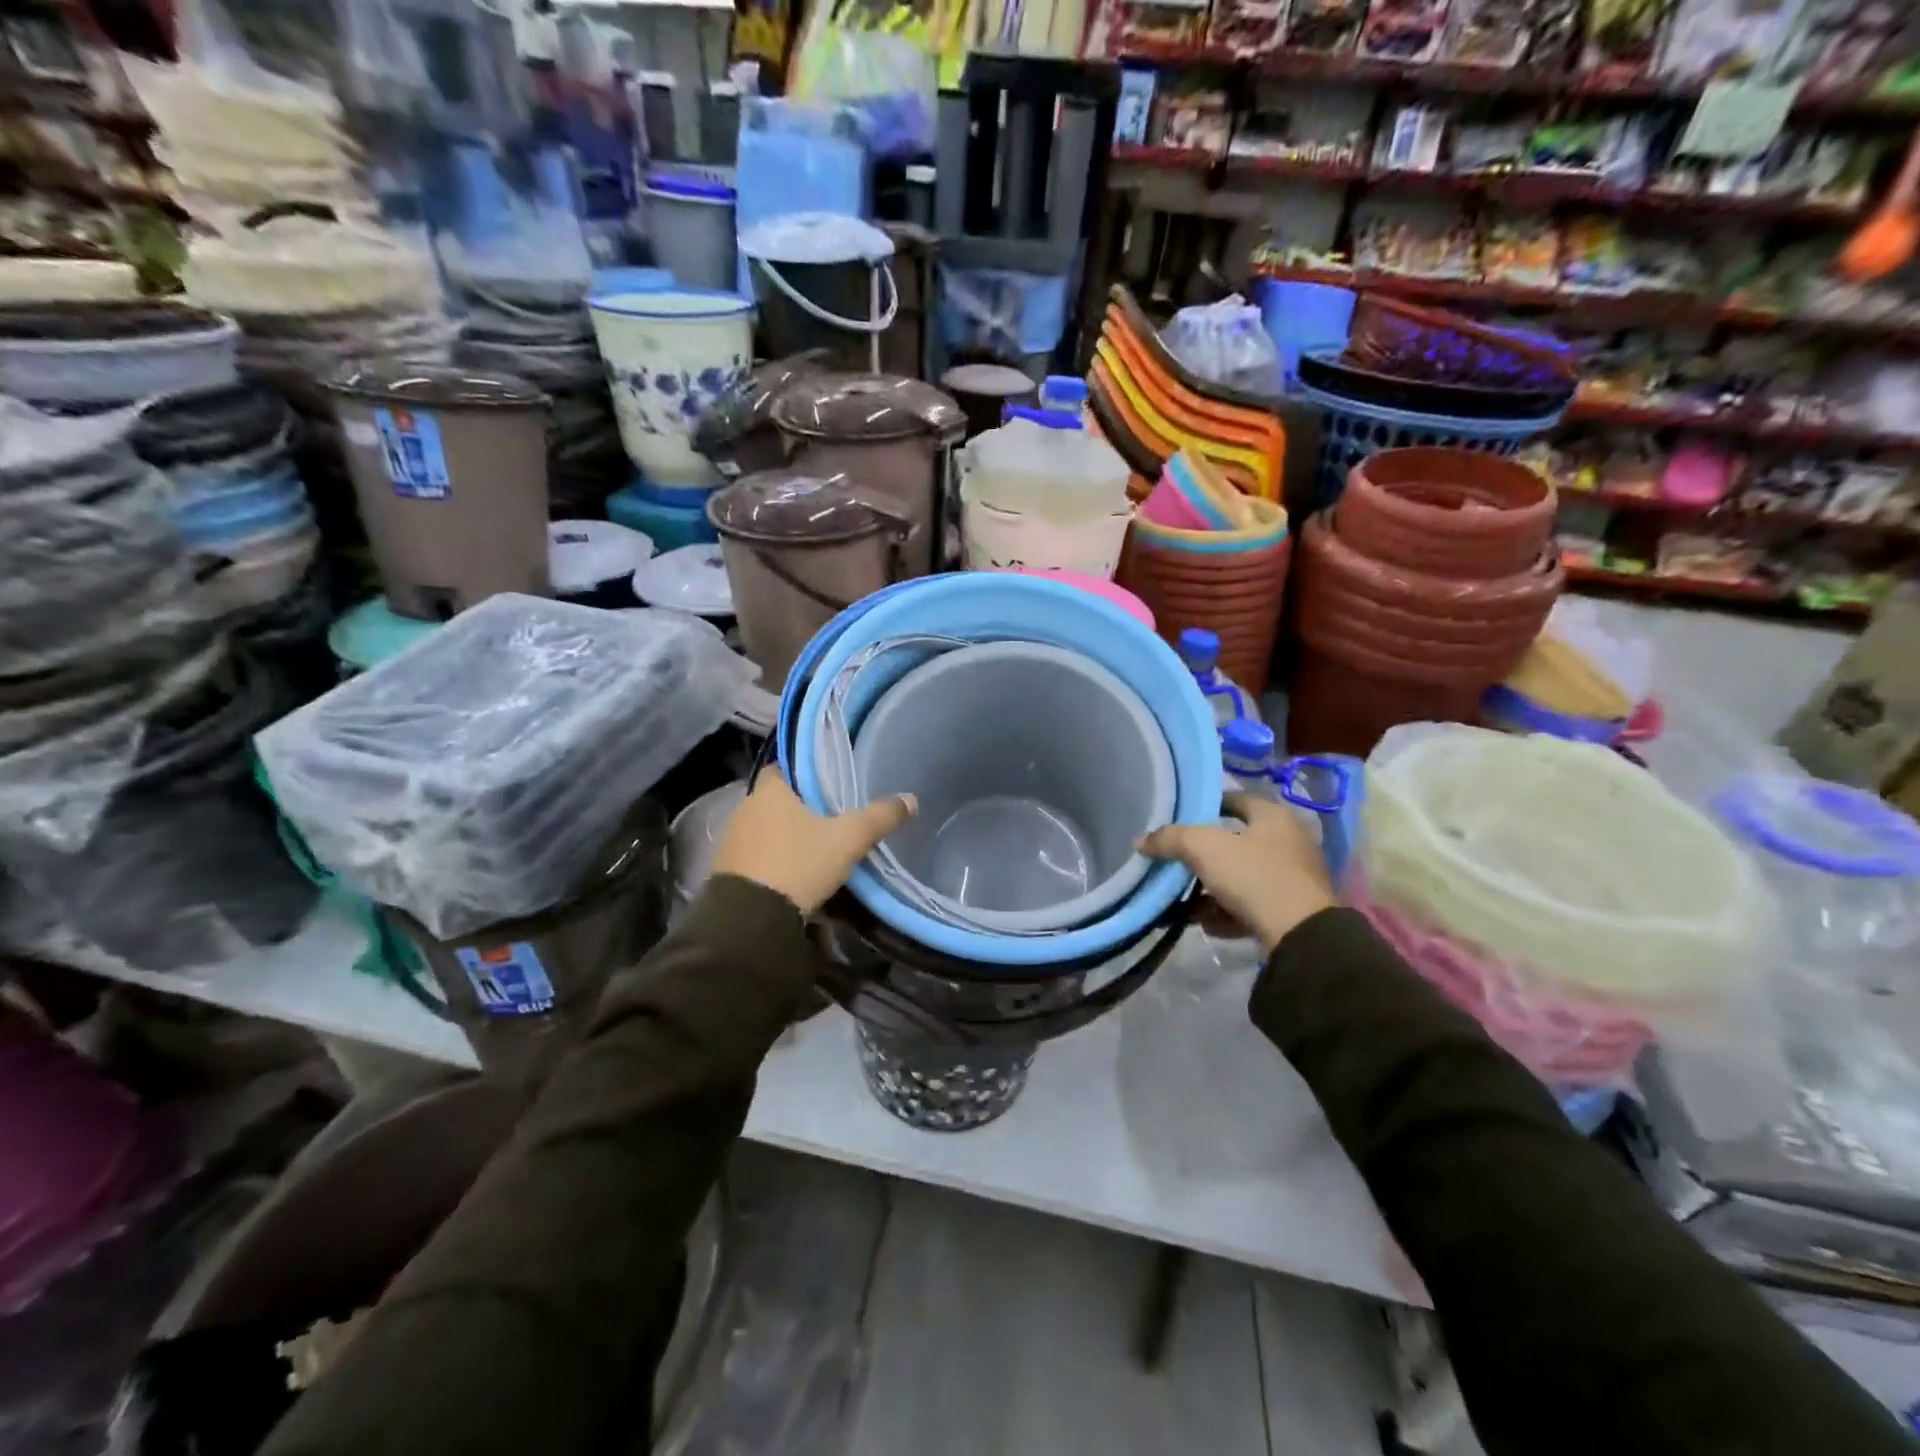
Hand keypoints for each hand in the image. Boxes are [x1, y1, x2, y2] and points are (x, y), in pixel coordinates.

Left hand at [710, 771, 915, 914]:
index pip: (782, 767)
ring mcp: (733, 842)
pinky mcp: (728, 872)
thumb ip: (879, 817)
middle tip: (832, 816)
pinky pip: (758, 856)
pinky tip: (796, 873)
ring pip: (767, 830)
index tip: (827, 781)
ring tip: (818, 847)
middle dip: (800, 807)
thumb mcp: (848, 839)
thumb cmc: (799, 862)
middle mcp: (746, 809)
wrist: (751, 917)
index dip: (804, 772)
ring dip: (787, 836)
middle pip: (776, 800)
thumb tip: (911, 799)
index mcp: (770, 791)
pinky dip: (775, 860)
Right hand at [1139, 792, 1334, 955]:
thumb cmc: (1254, 876)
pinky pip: (1250, 907)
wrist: (1299, 935)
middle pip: (1236, 842)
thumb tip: (1141, 840)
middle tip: (1176, 861)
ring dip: (1212, 889)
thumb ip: (1170, 839)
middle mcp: (1287, 843)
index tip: (1180, 818)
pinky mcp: (1290, 913)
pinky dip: (1227, 913)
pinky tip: (1205, 923)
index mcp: (1273, 817)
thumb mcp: (1203, 848)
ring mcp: (1291, 879)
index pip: (1236, 800)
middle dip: (1204, 855)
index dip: (1207, 805)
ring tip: (1183, 900)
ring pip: (1241, 877)